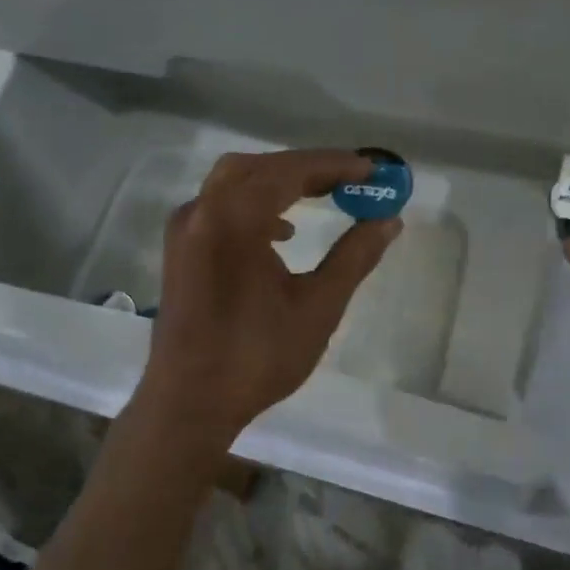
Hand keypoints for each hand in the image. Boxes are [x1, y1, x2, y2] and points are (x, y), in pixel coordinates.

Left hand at [138, 149, 400, 441]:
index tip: (371, 169)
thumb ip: (354, 257)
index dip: (334, 165)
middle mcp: (202, 212)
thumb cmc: (257, 356)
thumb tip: (389, 221)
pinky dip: (255, 204)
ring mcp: (185, 231)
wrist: (189, 404)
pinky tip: (283, 233)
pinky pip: (220, 206)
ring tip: (323, 196)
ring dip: (280, 182)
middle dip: (307, 168)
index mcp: (233, 220)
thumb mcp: (318, 306)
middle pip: (259, 168)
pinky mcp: (180, 250)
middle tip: (350, 179)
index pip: (289, 171)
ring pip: (235, 182)